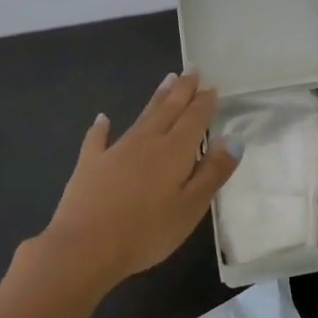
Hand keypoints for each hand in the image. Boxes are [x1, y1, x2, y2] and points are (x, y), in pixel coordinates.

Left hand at [35, 69, 241, 287]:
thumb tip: (233, 140)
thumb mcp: (191, 207)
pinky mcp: (90, 165)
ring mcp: (115, 151)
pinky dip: (101, 127)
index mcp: (174, 151)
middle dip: (182, 90)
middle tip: (191, 69)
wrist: (84, 247)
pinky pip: (97, 139)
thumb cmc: (147, 232)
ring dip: (156, 99)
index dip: (204, 103)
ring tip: (167, 80)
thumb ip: (213, 172)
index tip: (211, 86)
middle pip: (169, 110)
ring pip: (141, 117)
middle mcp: (147, 142)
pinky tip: (102, 118)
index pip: (194, 119)